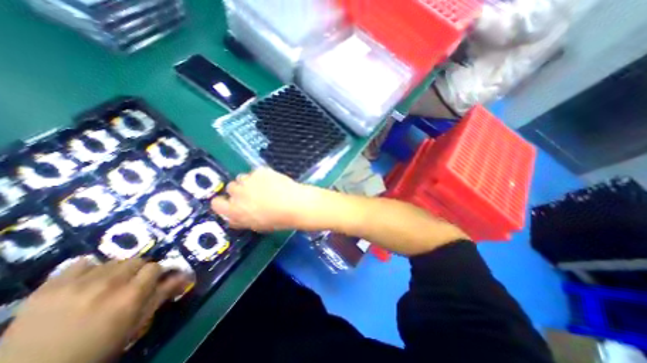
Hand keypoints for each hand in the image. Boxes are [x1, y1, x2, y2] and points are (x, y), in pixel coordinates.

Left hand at [0, 258, 188, 362]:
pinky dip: (88, 269)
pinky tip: (84, 281)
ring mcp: (78, 284)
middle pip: (136, 260)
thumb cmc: (97, 349)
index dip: (154, 274)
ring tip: (104, 286)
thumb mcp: (135, 324)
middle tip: (127, 285)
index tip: (149, 283)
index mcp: (131, 296)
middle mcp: (109, 284)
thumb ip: (162, 295)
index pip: (155, 267)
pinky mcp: (50, 286)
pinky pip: (81, 262)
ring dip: (114, 270)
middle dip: (136, 270)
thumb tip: (185, 275)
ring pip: (112, 261)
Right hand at [213, 167, 322, 231]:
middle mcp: (238, 194)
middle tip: (252, 194)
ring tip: (263, 186)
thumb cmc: (278, 220)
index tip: (230, 202)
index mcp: (235, 211)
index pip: (216, 204)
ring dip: (249, 182)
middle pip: (231, 188)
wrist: (295, 204)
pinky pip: (255, 172)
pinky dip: (261, 176)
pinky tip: (272, 181)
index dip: (223, 202)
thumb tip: (233, 217)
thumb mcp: (257, 226)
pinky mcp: (260, 171)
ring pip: (242, 178)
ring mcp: (249, 180)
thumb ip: (241, 220)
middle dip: (239, 191)